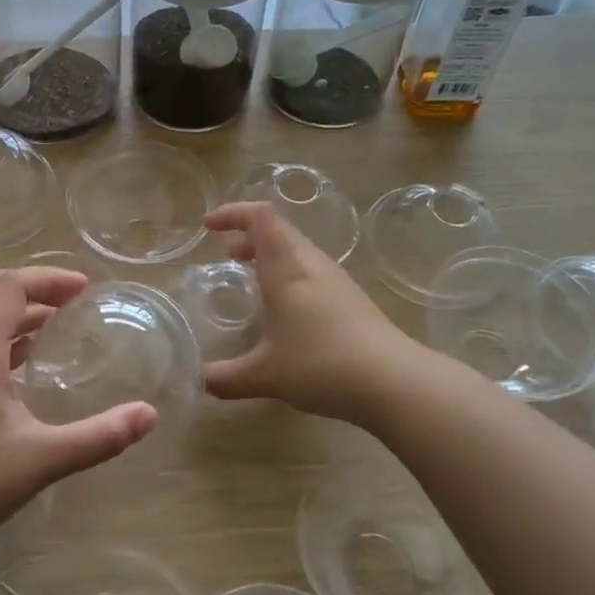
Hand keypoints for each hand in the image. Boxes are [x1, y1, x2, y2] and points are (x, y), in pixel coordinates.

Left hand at [0, 267, 157, 559]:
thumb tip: (149, 415)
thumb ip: (99, 436)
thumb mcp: (43, 458)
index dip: (47, 279)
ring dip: (11, 308)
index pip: (9, 286)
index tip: (83, 289)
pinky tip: (20, 359)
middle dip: (31, 285)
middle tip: (69, 299)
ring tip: (52, 324)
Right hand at [202, 202, 415, 424]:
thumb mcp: (265, 374)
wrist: (393, 381)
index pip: (260, 217)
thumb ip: (226, 377)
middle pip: (279, 230)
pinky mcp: (351, 299)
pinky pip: (311, 272)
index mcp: (286, 267)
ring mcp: (336, 280)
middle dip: (248, 236)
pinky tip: (284, 309)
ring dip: (270, 256)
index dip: (233, 213)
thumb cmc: (321, 364)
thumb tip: (200, 381)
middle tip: (226, 254)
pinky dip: (288, 275)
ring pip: (297, 251)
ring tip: (250, 277)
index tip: (209, 226)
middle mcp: (311, 264)